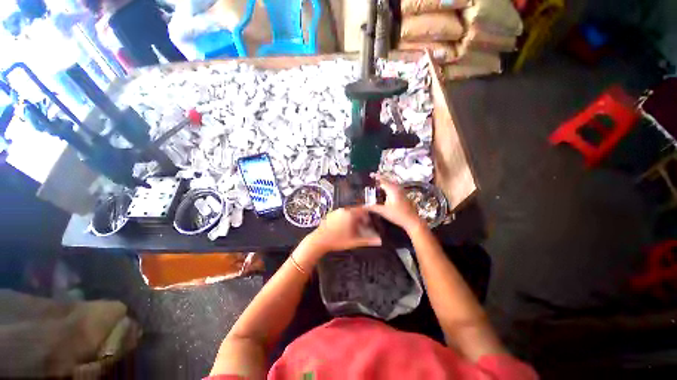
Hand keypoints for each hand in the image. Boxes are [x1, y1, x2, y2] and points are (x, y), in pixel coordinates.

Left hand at [305, 207, 382, 254]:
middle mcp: (343, 210)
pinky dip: (346, 218)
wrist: (319, 240)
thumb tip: (379, 241)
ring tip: (354, 228)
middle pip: (356, 210)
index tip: (369, 220)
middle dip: (361, 217)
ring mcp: (336, 211)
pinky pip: (342, 214)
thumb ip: (368, 240)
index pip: (363, 209)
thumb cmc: (337, 240)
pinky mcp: (331, 214)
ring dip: (353, 218)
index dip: (368, 215)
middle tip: (363, 226)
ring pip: (348, 212)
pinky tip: (344, 227)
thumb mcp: (354, 241)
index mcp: (350, 214)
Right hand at [366, 175, 425, 232]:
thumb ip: (372, 207)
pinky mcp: (403, 196)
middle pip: (387, 181)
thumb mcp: (383, 211)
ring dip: (384, 185)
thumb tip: (362, 206)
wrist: (412, 221)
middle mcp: (397, 188)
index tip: (370, 174)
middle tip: (371, 181)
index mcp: (392, 189)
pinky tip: (384, 194)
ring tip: (376, 187)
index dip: (376, 177)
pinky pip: (394, 189)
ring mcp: (401, 192)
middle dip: (379, 180)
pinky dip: (388, 189)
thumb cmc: (397, 215)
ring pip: (391, 185)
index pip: (382, 180)